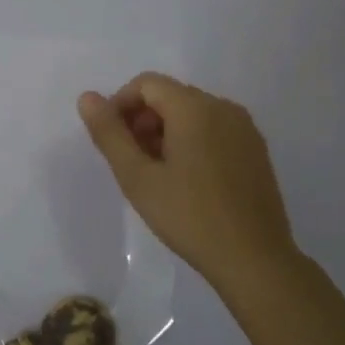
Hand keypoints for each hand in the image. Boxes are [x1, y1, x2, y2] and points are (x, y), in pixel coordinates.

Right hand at [77, 73, 302, 303]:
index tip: (112, 141)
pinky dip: (191, 141)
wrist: (254, 259)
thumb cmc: (189, 216)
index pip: (146, 84)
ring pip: (192, 113)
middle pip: (170, 96)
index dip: (120, 105)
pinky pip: (214, 129)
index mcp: (194, 107)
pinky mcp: (256, 150)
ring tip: (156, 174)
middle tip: (131, 162)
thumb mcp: (137, 177)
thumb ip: (109, 133)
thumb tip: (87, 98)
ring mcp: (245, 128)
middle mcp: (223, 107)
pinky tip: (186, 180)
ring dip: (165, 132)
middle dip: (143, 120)